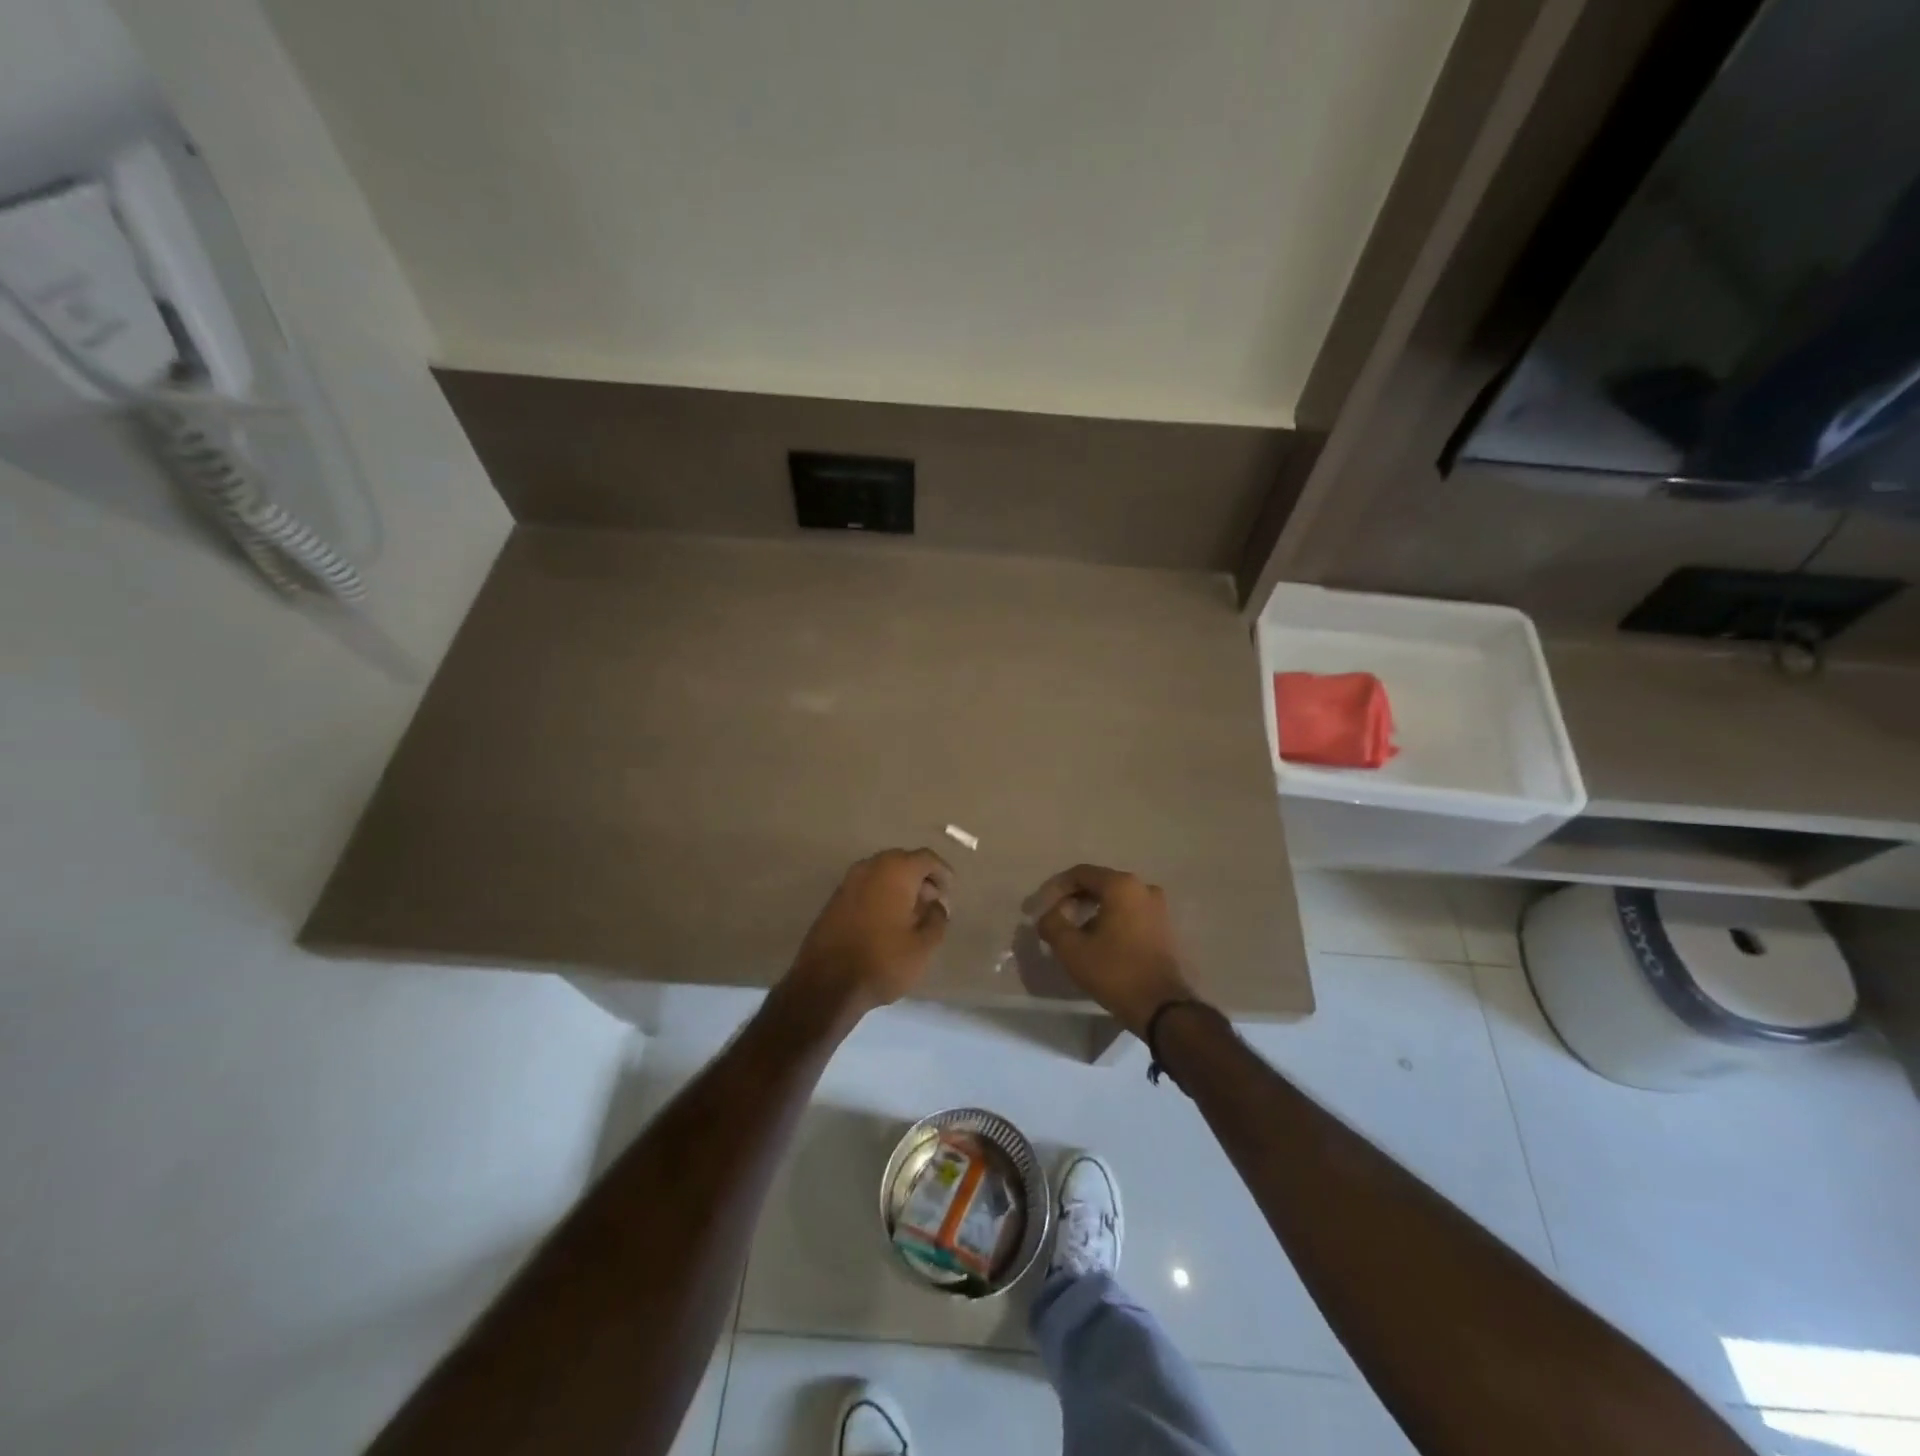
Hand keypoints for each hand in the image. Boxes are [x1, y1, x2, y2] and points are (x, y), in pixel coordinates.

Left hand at [787, 849, 953, 1022]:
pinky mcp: (834, 899)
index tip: (950, 892)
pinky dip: (881, 895)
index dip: (942, 873)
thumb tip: (937, 905)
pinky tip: (887, 921)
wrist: (826, 983)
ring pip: (882, 874)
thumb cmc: (883, 960)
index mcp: (896, 870)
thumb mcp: (923, 946)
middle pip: (903, 862)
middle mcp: (870, 867)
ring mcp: (848, 881)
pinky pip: (866, 887)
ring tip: (912, 914)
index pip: (926, 858)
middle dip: (920, 878)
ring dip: (900, 887)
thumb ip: (937, 919)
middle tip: (932, 903)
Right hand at [1027, 864, 1195, 1038]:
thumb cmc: (1114, 971)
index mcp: (1121, 885)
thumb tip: (1048, 915)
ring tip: (1073, 932)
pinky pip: (1129, 913)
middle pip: (1099, 884)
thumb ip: (1052, 923)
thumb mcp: (1071, 948)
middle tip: (1055, 918)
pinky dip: (1110, 920)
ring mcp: (1158, 907)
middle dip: (1073, 899)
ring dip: (1091, 911)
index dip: (1055, 888)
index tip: (1041, 908)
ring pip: (1115, 900)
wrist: (1161, 1006)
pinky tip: (1097, 940)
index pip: (1080, 874)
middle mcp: (1143, 888)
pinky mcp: (1163, 927)